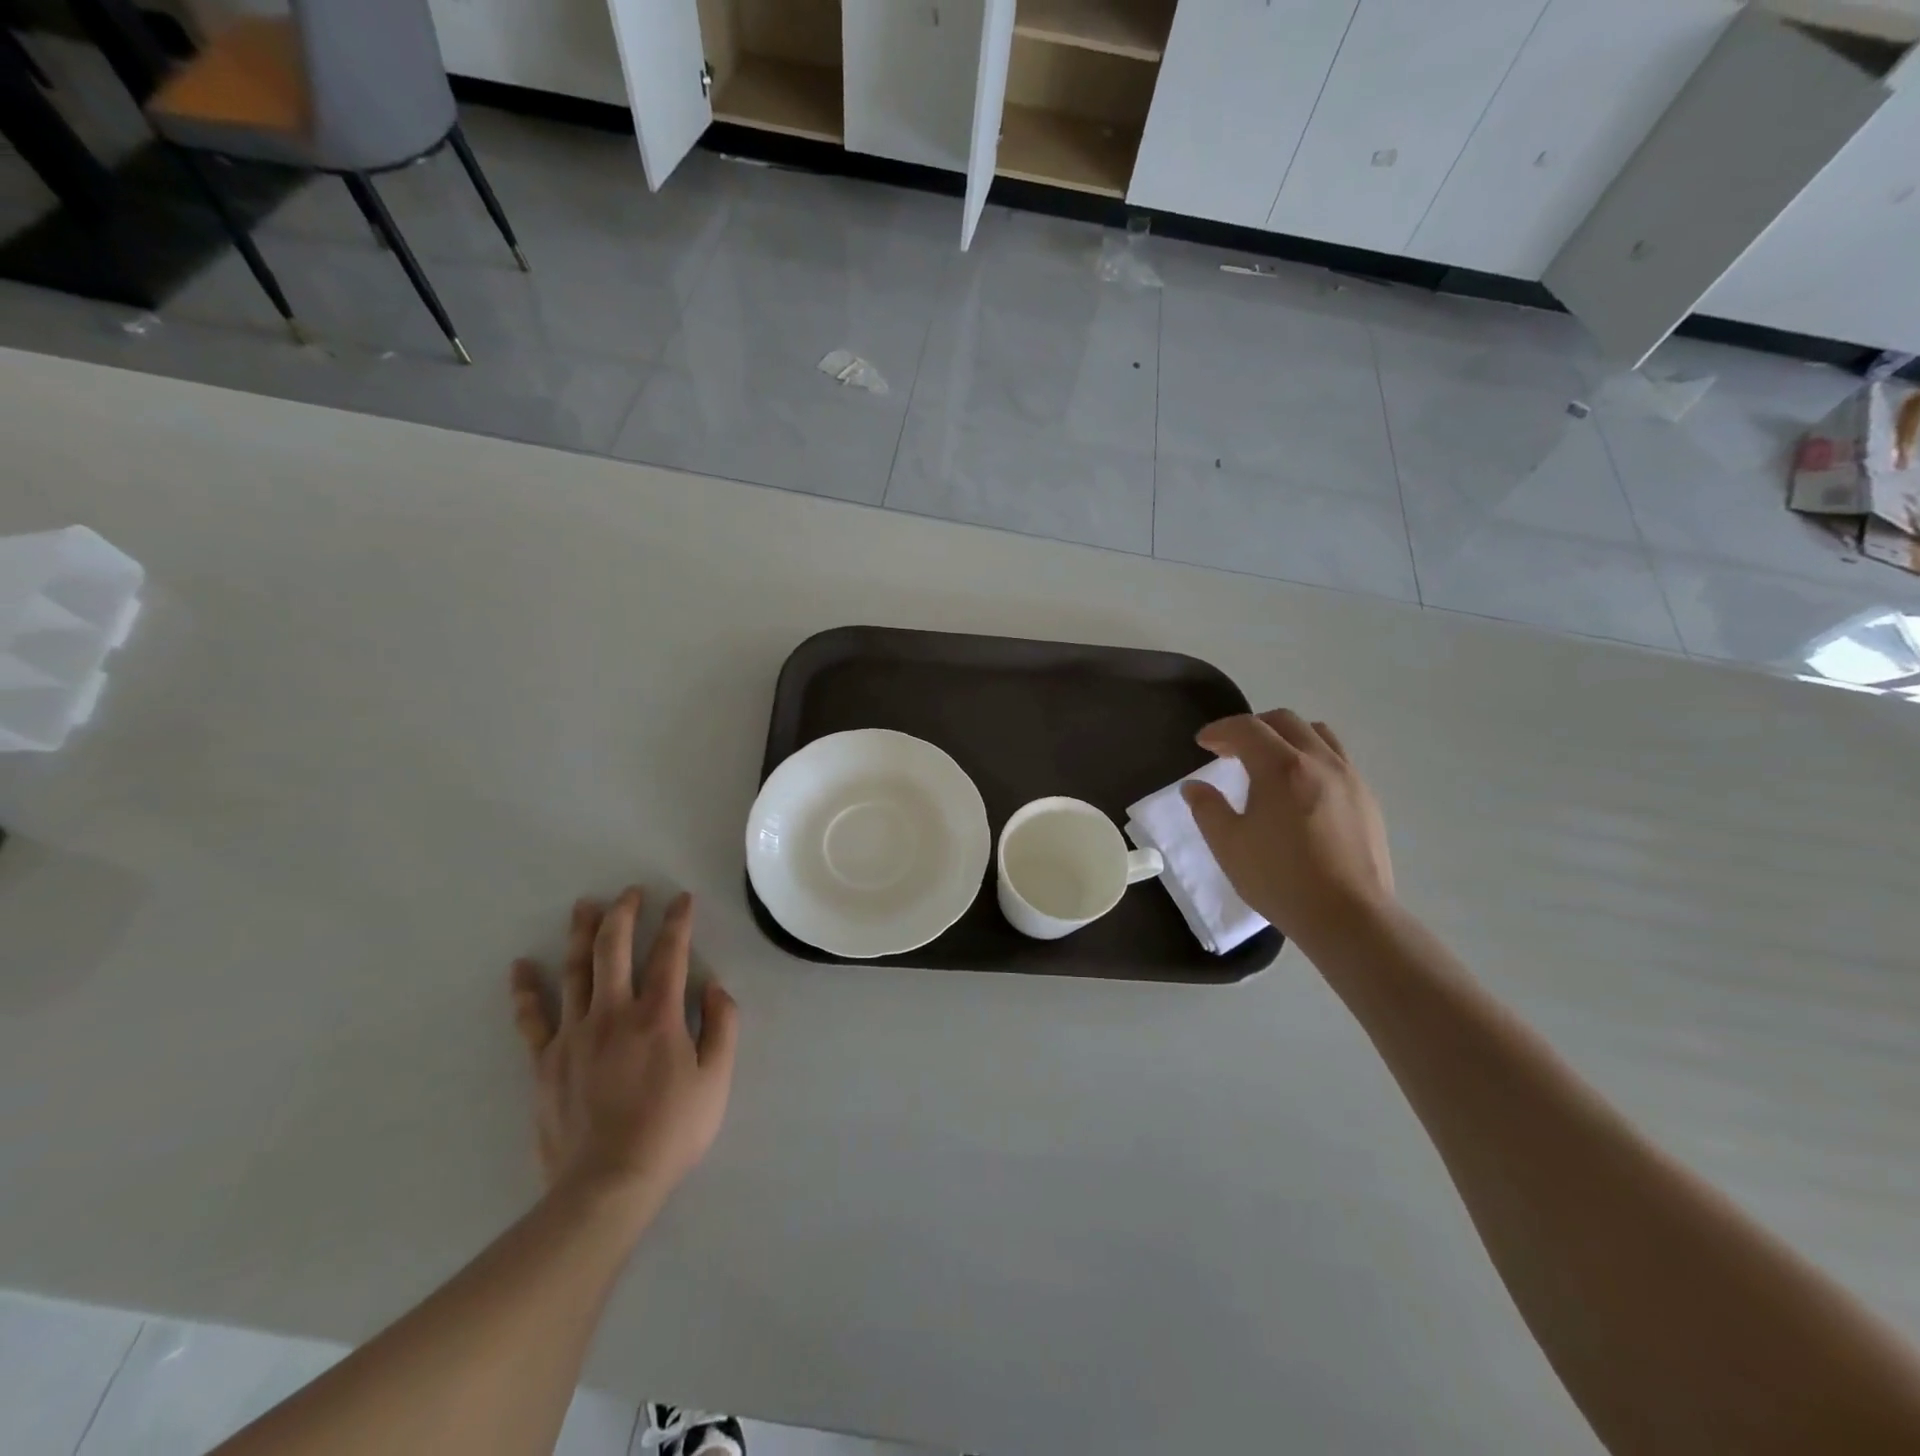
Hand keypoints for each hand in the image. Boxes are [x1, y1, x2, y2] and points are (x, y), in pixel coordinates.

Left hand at [509, 889, 738, 1215]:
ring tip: (584, 906)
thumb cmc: (671, 1131)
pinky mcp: (545, 1060)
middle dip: (624, 913)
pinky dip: (526, 990)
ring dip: (581, 934)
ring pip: (575, 971)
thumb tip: (716, 987)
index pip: (670, 953)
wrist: (607, 1185)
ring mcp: (574, 1035)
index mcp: (658, 1016)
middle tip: (630, 891)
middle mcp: (613, 1013)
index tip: (681, 898)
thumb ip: (722, 1027)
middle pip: (614, 949)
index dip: (677, 921)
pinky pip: (532, 1017)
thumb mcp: (716, 1080)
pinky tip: (521, 966)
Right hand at [1182, 709, 1394, 942]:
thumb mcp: (1229, 845)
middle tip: (1231, 750)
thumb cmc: (1280, 879)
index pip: (1247, 728)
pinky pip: (1337, 759)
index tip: (1203, 743)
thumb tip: (1195, 787)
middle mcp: (1319, 761)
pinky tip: (1301, 789)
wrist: (1349, 917)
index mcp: (1281, 767)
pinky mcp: (1367, 800)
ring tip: (1269, 762)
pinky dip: (1311, 758)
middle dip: (1252, 728)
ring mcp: (1350, 778)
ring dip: (1287, 737)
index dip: (1220, 730)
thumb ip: (1208, 809)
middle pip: (1284, 721)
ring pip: (1317, 734)